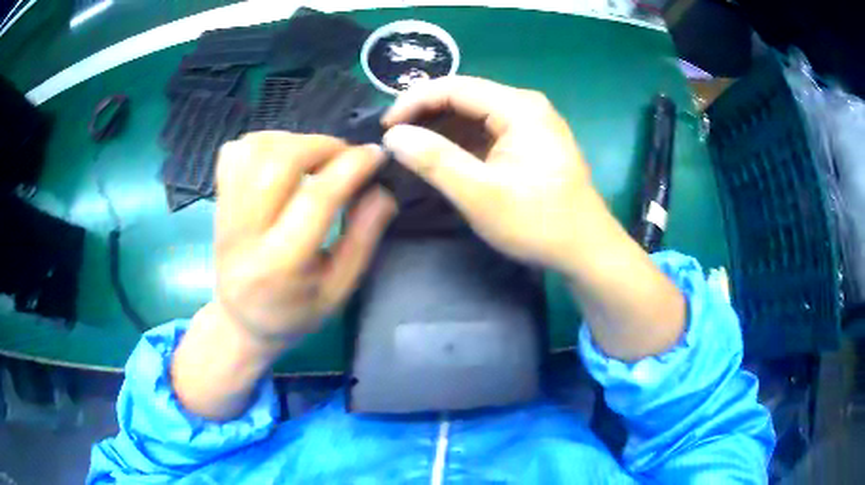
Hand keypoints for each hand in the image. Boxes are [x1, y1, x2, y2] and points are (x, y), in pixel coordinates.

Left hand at [214, 132, 395, 348]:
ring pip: (253, 151)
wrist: (241, 321)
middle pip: (277, 163)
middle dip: (321, 146)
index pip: (315, 200)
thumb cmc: (294, 312)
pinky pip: (234, 153)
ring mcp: (225, 214)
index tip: (376, 155)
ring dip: (293, 141)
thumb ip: (362, 239)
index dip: (351, 168)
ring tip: (315, 156)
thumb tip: (382, 189)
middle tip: (345, 155)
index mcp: (279, 266)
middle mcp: (245, 235)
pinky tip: (282, 157)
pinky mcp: (217, 201)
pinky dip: (264, 143)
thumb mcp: (339, 290)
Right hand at [382, 76, 597, 273]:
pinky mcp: (530, 140)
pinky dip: (460, 141)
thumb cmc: (538, 224)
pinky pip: (487, 130)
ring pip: (474, 113)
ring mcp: (531, 122)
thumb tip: (393, 136)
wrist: (585, 249)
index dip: (413, 102)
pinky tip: (442, 157)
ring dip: (441, 128)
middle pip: (464, 96)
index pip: (454, 87)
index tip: (385, 128)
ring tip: (410, 149)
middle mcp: (526, 105)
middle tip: (394, 140)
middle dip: (425, 114)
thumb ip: (435, 161)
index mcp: (519, 108)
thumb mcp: (481, 195)